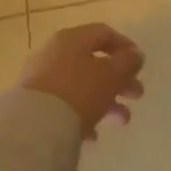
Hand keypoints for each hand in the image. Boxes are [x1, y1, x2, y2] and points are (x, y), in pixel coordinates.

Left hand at [21, 23, 144, 137]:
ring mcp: (40, 79)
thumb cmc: (79, 91)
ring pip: (80, 86)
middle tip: (137, 95)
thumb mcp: (112, 75)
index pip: (103, 33)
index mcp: (72, 39)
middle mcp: (54, 53)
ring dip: (106, 101)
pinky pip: (64, 106)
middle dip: (119, 80)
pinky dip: (81, 116)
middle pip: (93, 62)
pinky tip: (93, 136)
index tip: (139, 64)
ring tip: (122, 121)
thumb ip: (128, 63)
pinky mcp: (32, 105)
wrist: (32, 128)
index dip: (125, 46)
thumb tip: (135, 55)